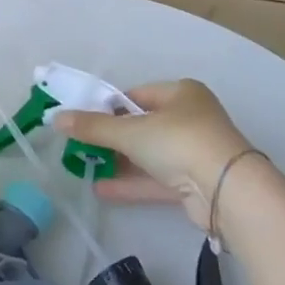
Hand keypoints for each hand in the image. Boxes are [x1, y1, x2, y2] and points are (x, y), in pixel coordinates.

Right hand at [53, 78, 256, 229]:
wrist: (228, 191)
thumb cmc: (179, 142)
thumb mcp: (130, 131)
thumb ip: (93, 127)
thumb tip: (56, 118)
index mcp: (181, 93)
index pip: (136, 95)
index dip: (108, 106)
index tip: (84, 119)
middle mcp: (191, 118)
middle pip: (142, 125)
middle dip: (112, 137)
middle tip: (82, 144)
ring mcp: (195, 152)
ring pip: (149, 154)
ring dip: (120, 161)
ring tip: (85, 167)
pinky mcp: (196, 184)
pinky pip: (157, 179)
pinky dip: (132, 183)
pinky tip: (102, 188)